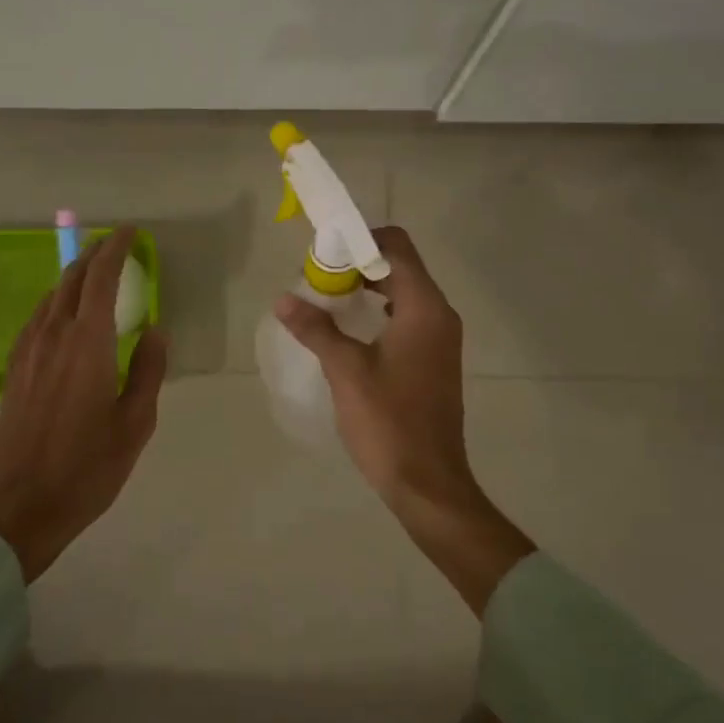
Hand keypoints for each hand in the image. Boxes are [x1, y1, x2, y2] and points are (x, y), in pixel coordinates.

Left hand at [0, 227, 167, 581]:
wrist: (15, 509)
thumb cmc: (84, 469)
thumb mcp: (134, 424)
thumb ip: (148, 371)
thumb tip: (155, 330)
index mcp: (87, 344)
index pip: (100, 279)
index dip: (115, 249)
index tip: (128, 232)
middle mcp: (52, 336)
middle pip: (71, 280)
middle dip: (93, 256)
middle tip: (115, 246)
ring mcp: (27, 352)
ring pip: (52, 297)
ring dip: (74, 277)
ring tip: (94, 274)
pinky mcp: (14, 370)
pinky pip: (38, 318)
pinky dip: (58, 301)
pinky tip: (66, 315)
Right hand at [273, 225, 470, 503]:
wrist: (428, 482)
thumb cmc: (388, 421)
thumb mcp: (346, 371)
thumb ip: (316, 329)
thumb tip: (283, 299)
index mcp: (424, 307)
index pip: (396, 247)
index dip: (360, 240)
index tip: (324, 252)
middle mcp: (439, 314)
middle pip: (400, 266)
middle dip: (358, 263)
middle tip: (318, 276)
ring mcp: (440, 339)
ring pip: (403, 292)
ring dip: (368, 287)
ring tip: (327, 299)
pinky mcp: (434, 359)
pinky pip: (407, 317)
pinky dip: (379, 311)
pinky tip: (349, 329)